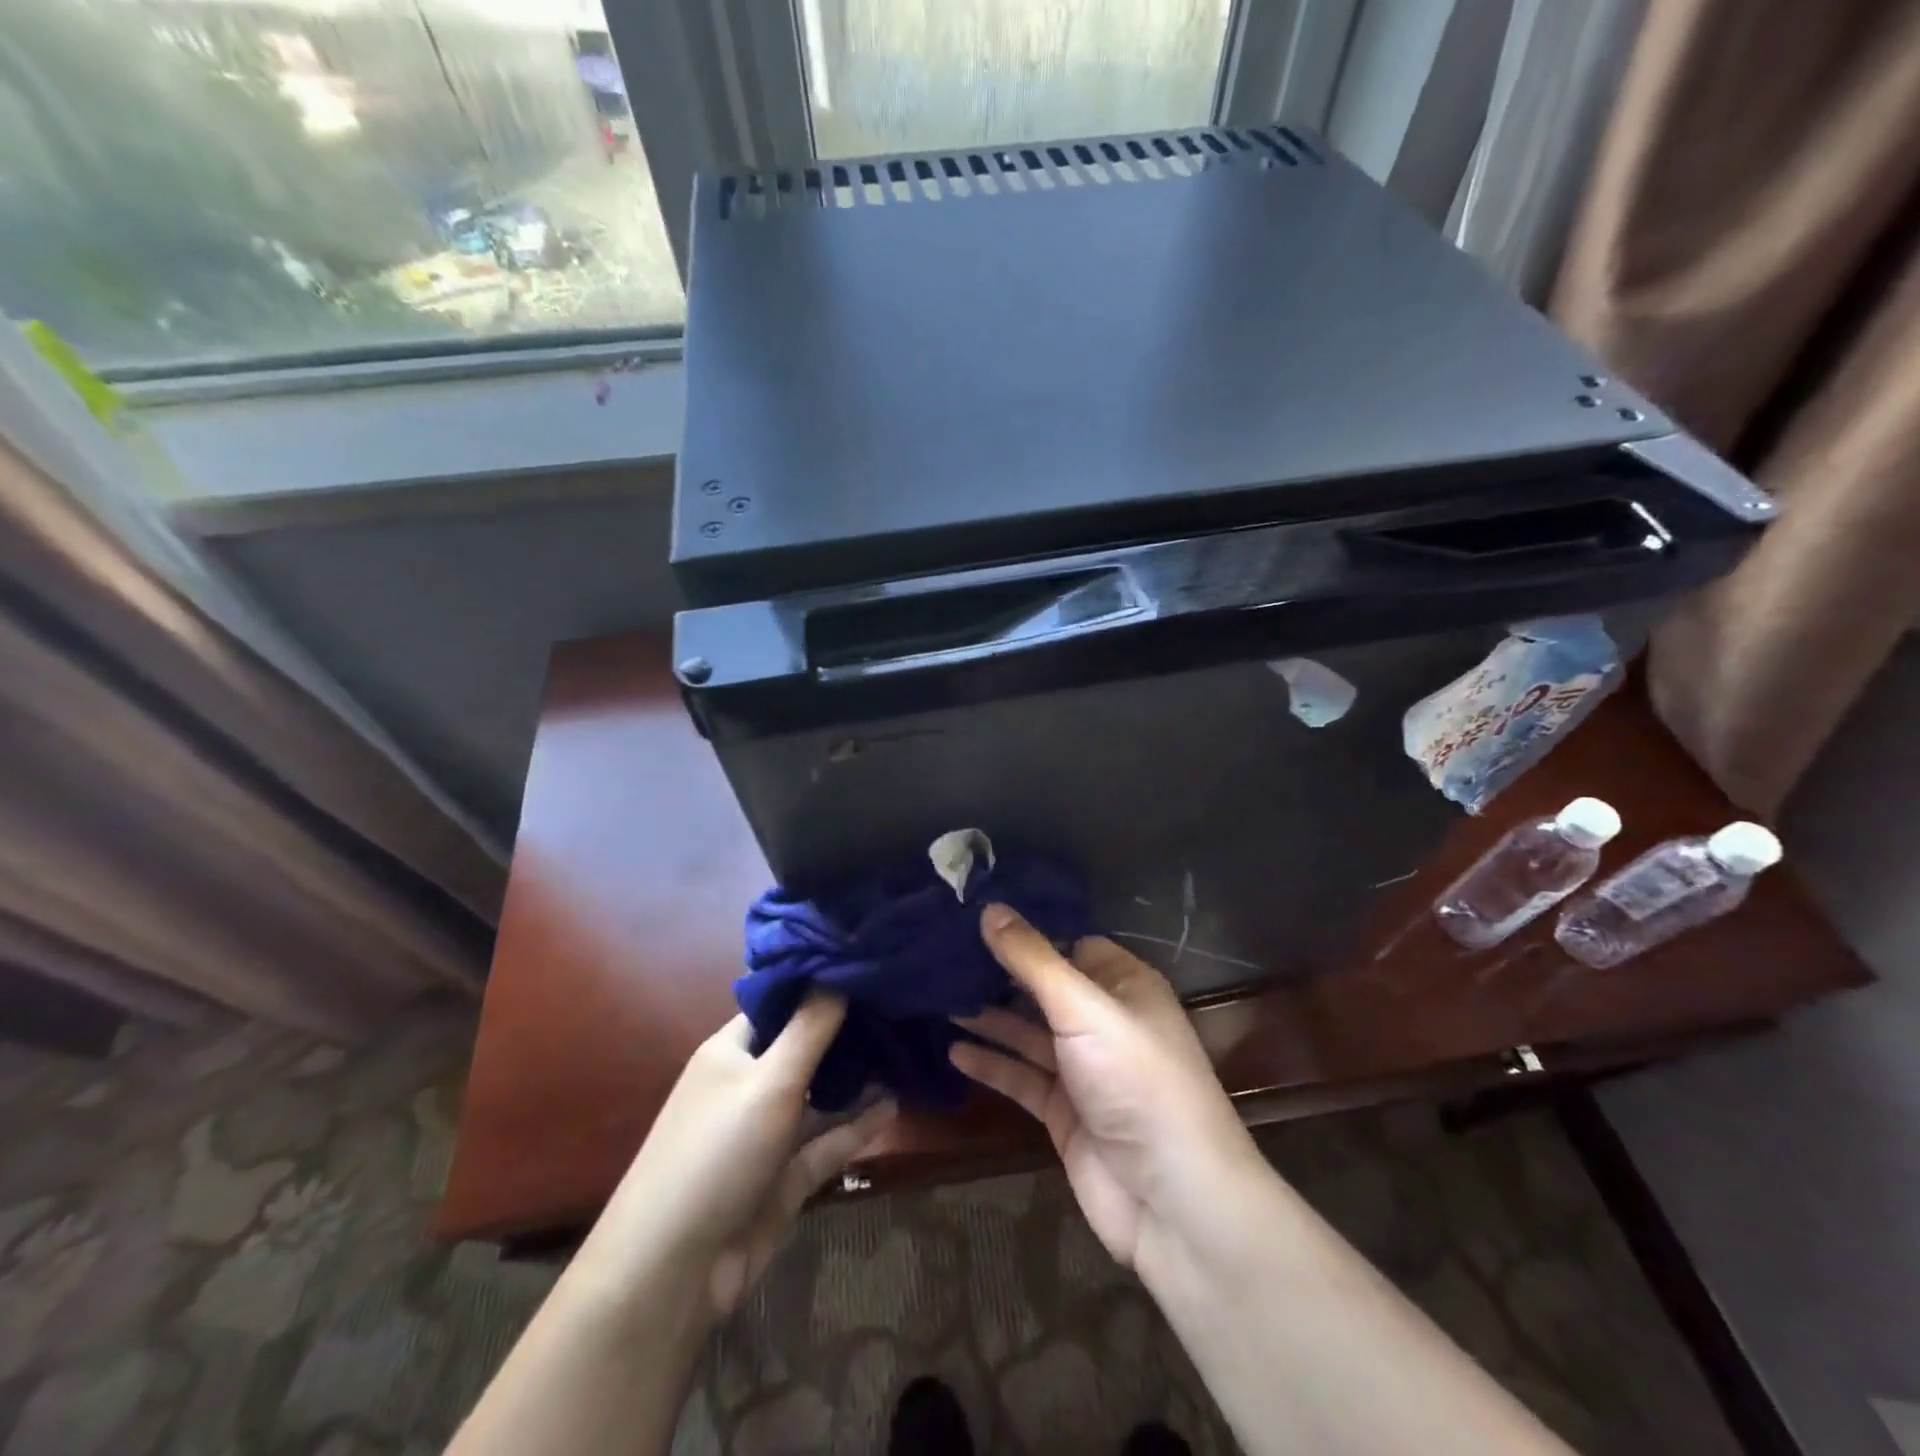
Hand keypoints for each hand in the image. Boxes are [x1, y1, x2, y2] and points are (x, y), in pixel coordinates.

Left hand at [577, 997, 895, 1321]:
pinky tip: (894, 1105)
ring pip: (819, 1096)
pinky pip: (826, 1142)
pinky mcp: (784, 1177)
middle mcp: (749, 1085)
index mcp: (732, 1052)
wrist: (673, 1271)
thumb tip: (837, 969)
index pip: (780, 1003)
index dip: (819, 984)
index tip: (866, 964)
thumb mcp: (769, 1080)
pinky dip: (856, 1126)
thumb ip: (810, 1027)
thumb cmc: (717, 1152)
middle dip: (847, 1030)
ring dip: (856, 1078)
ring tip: (906, 1050)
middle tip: (900, 1003)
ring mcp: (767, 1134)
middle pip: (804, 1048)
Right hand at [950, 904, 1263, 1272]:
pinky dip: (991, 1063)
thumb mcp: (1083, 1008)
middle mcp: (1104, 1021)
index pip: (1072, 943)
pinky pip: (1021, 1077)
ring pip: (1028, 1032)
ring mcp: (1084, 1069)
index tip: (977, 917)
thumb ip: (1033, 960)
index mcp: (1124, 985)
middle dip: (1000, 973)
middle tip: (943, 954)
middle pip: (1045, 988)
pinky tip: (954, 1050)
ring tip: (939, 997)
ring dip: (990, 1017)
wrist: (1172, 1198)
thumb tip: (990, 908)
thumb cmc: (1136, 1079)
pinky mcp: (1064, 1111)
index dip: (1030, 932)